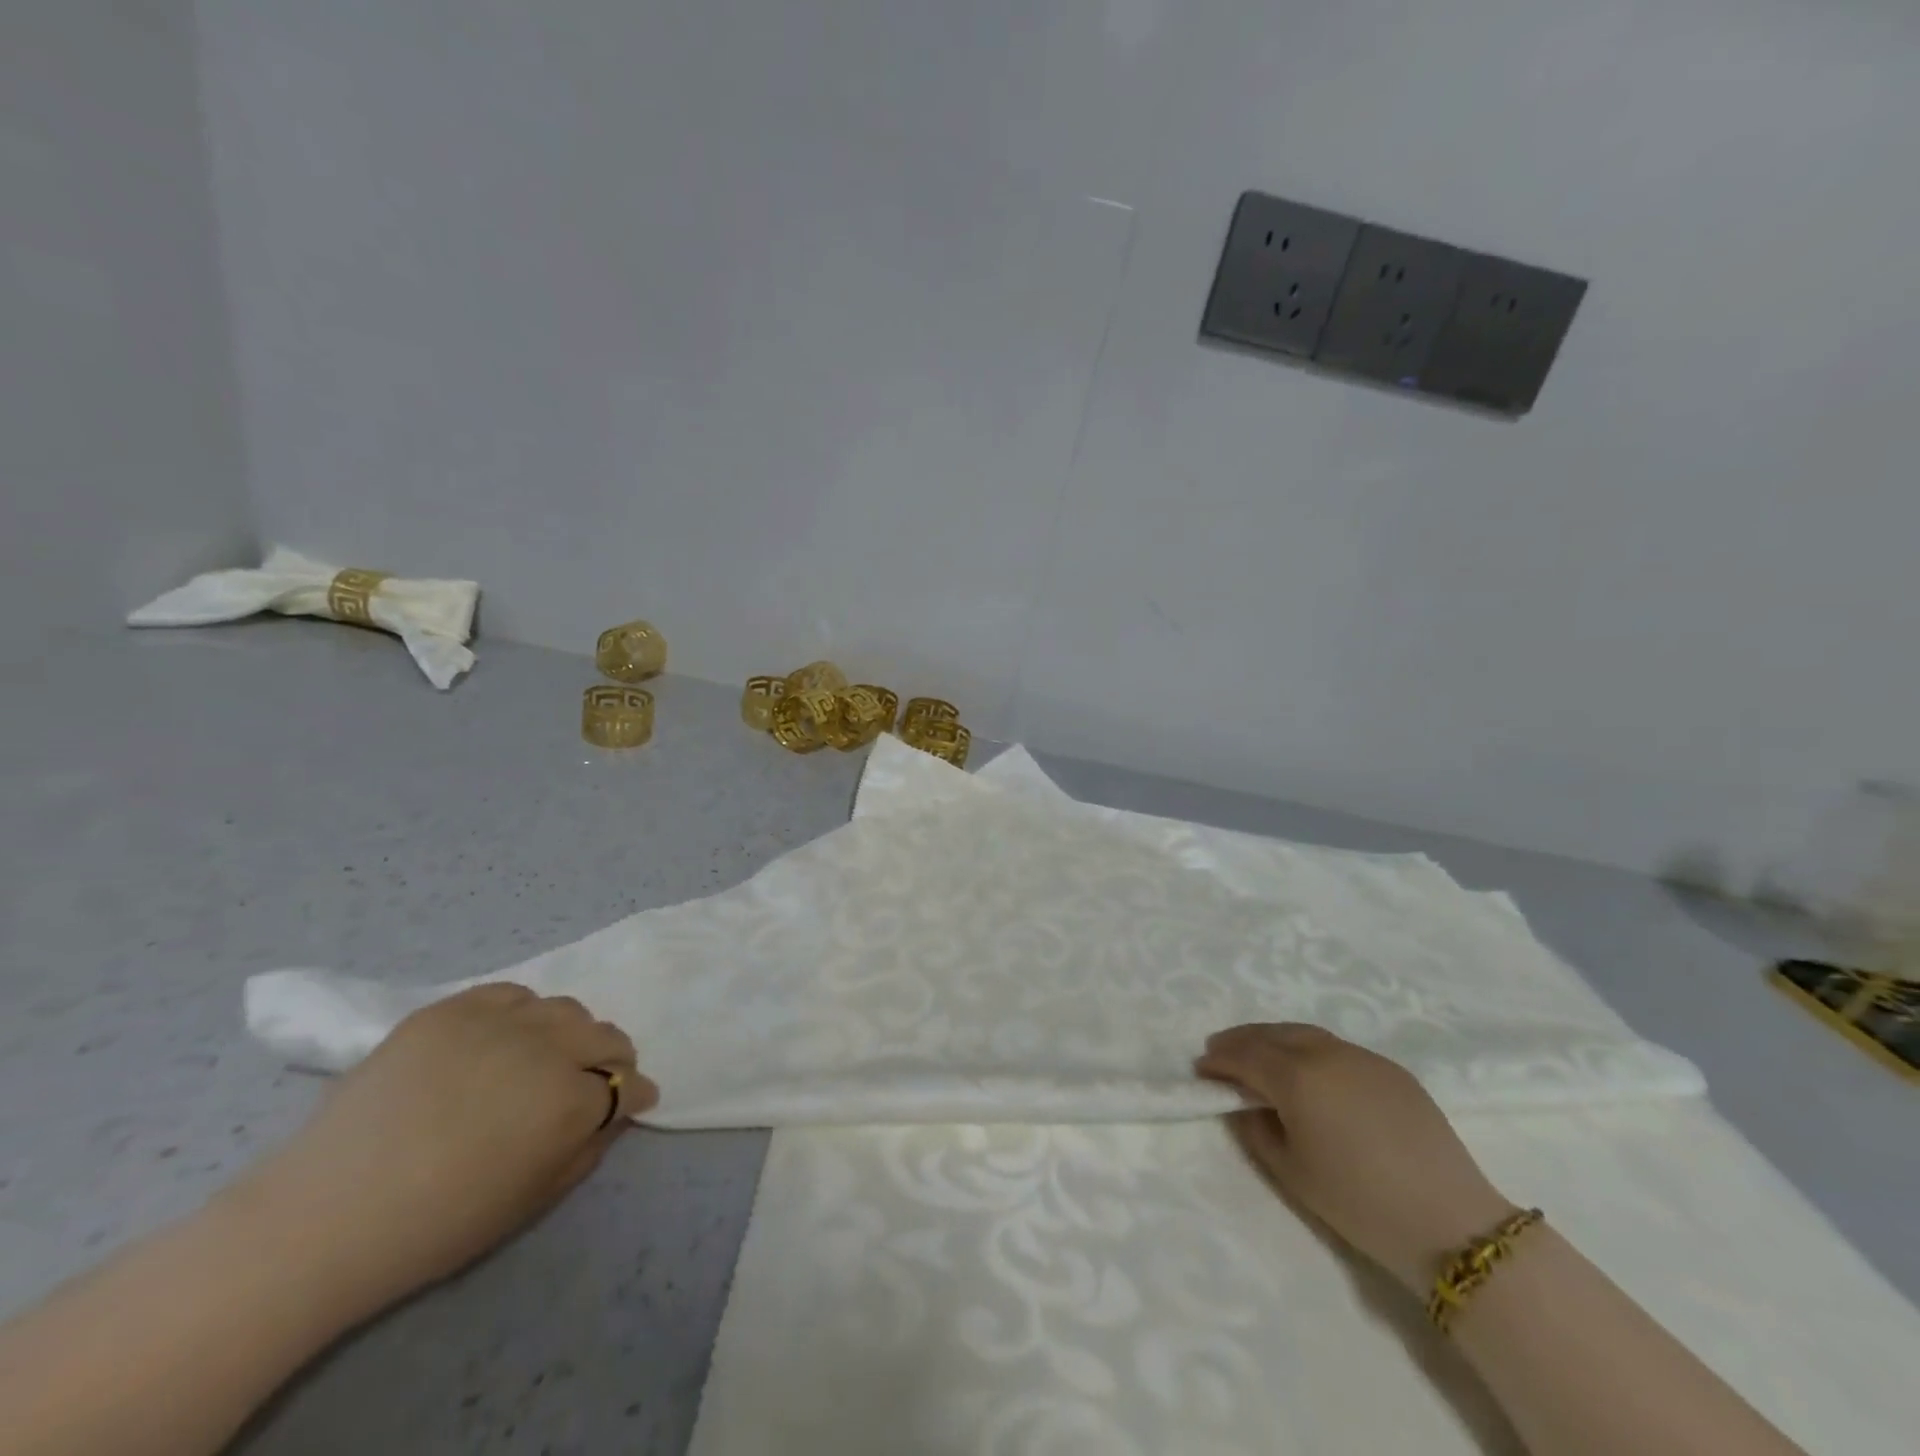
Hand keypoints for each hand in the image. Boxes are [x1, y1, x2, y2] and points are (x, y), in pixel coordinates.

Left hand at [236, 984, 657, 1309]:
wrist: (321, 1217)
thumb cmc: (436, 1223)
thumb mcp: (532, 1199)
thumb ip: (587, 1148)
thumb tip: (612, 1109)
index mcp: (570, 1101)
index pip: (628, 1084)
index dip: (633, 1095)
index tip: (631, 1102)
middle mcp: (546, 1048)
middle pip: (604, 1035)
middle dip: (612, 1058)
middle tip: (595, 1079)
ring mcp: (496, 1022)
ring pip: (563, 1009)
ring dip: (569, 1033)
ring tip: (545, 1057)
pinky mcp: (450, 1010)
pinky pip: (509, 994)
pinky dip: (521, 1012)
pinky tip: (503, 1038)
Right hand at [1197, 1023, 1514, 1291]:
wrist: (1451, 1224)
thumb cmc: (1359, 1202)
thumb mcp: (1291, 1171)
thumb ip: (1256, 1128)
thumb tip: (1242, 1103)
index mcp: (1296, 1076)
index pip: (1244, 1055)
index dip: (1218, 1060)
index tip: (1200, 1068)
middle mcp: (1325, 1053)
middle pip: (1272, 1034)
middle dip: (1241, 1040)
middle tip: (1221, 1052)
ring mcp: (1362, 1057)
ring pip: (1305, 1034)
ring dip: (1274, 1039)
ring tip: (1259, 1054)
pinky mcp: (1392, 1069)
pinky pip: (1337, 1048)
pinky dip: (1310, 1050)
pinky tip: (1309, 1070)